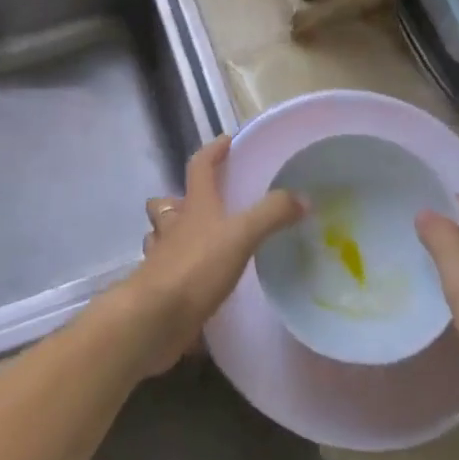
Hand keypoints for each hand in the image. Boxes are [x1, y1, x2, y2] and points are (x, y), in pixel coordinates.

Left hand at [127, 135, 303, 373]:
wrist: (155, 318)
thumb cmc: (196, 267)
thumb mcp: (241, 235)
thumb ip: (272, 214)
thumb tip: (303, 197)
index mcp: (194, 205)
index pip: (199, 165)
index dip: (212, 151)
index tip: (227, 141)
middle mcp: (174, 226)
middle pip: (168, 202)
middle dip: (181, 199)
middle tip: (206, 205)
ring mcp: (162, 257)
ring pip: (162, 235)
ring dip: (175, 234)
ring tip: (201, 242)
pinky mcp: (159, 288)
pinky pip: (167, 271)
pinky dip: (178, 271)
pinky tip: (196, 281)